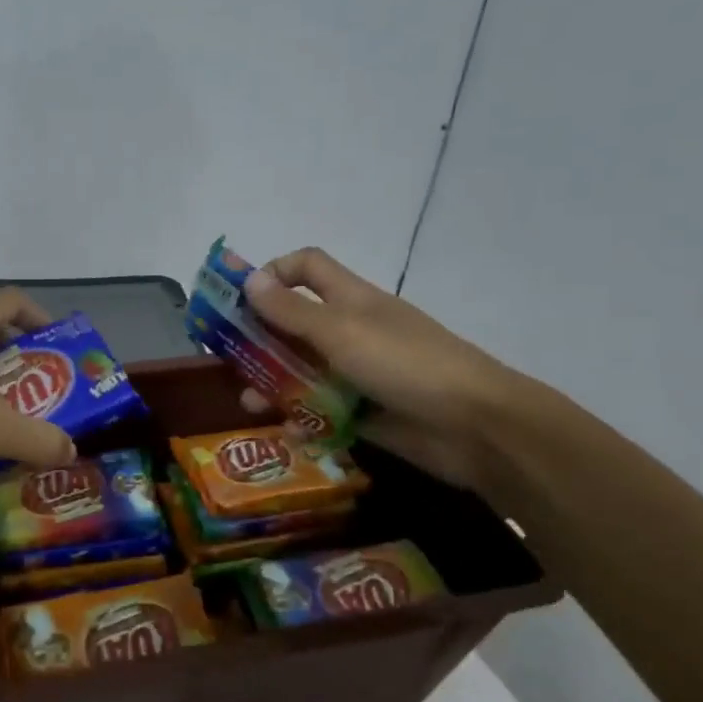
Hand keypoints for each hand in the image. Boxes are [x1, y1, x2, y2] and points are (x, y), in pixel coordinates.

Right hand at [241, 247, 518, 490]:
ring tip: (251, 405)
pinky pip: (321, 412)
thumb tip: (249, 279)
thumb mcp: (341, 332)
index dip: (273, 273)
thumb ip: (292, 311)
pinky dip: (302, 421)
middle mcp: (350, 331)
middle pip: (294, 324)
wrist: (475, 427)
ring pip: (303, 372)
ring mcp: (358, 373)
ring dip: (273, 385)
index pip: (306, 268)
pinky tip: (289, 433)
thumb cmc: (405, 364)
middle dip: (259, 339)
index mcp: (350, 299)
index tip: (239, 299)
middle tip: (227, 359)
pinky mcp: (363, 412)